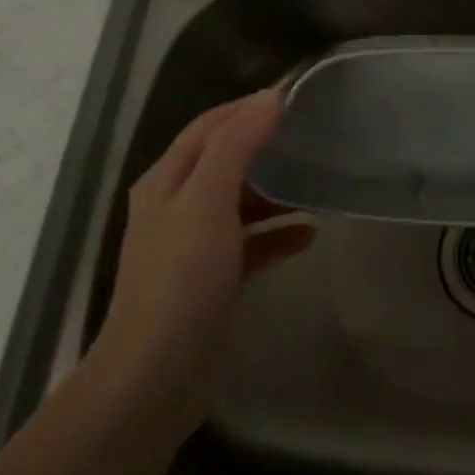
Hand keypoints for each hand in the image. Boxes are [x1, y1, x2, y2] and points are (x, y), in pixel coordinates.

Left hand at [90, 90, 314, 436]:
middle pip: (225, 160)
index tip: (295, 97)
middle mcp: (177, 206)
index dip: (247, 107)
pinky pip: (251, 243)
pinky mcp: (214, 279)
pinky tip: (309, 234)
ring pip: (240, 202)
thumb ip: (236, 145)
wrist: (156, 377)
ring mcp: (194, 245)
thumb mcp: (208, 201)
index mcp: (167, 181)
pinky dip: (277, 234)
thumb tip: (269, 97)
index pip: (209, 126)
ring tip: (317, 182)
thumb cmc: (181, 279)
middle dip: (266, 146)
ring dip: (275, 191)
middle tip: (313, 136)